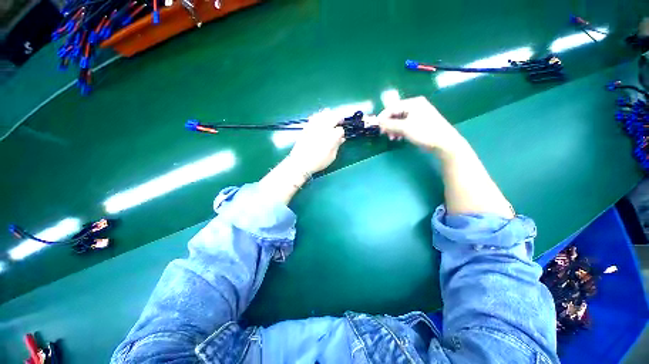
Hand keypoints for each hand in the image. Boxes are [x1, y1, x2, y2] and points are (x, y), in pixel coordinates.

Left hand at [286, 109, 345, 174]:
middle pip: (333, 117)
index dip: (342, 132)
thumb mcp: (331, 156)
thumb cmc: (318, 162)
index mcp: (332, 137)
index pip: (340, 130)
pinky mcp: (306, 127)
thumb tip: (341, 139)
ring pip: (323, 114)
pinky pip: (314, 117)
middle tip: (341, 120)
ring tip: (331, 115)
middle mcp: (324, 129)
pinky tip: (319, 117)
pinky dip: (318, 115)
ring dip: (329, 114)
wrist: (300, 162)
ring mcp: (314, 126)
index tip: (341, 136)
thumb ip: (337, 145)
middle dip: (338, 118)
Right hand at [377, 96, 462, 151]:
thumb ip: (389, 124)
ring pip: (399, 121)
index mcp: (412, 103)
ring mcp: (418, 115)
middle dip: (389, 125)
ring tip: (392, 138)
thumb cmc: (424, 132)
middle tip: (384, 134)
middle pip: (395, 114)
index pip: (392, 108)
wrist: (443, 142)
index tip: (377, 127)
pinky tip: (398, 138)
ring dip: (393, 129)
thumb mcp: (404, 128)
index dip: (383, 117)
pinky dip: (400, 131)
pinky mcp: (419, 123)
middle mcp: (415, 106)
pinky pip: (405, 125)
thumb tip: (379, 122)